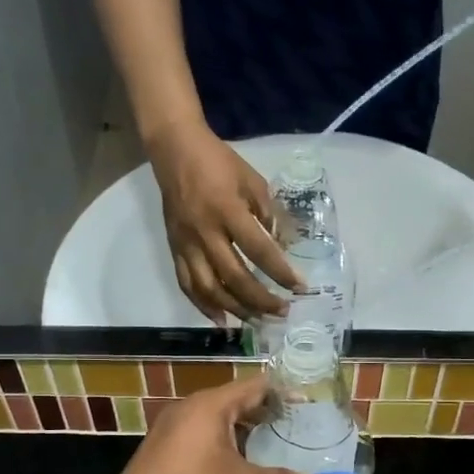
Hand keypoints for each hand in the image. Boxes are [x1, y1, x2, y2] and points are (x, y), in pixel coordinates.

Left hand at [95, 375, 322, 473]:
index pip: (256, 386)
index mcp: (211, 405)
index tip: (307, 403)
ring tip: (269, 454)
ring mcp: (170, 429)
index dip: (284, 392)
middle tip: (294, 431)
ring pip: (216, 423)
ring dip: (243, 436)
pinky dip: (222, 448)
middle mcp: (189, 408)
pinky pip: (200, 439)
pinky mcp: (161, 451)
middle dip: (265, 417)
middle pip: (236, 403)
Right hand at [145, 122, 301, 324]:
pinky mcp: (174, 249)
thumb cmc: (219, 163)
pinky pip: (187, 285)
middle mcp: (205, 232)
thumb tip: (285, 246)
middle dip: (261, 300)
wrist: (175, 150)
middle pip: (234, 277)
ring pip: (209, 288)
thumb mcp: (252, 180)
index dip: (280, 272)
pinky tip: (222, 320)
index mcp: (227, 210)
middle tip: (282, 311)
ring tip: (257, 322)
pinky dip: (204, 306)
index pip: (259, 250)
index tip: (300, 287)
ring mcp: (186, 244)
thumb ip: (269, 213)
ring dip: (235, 309)